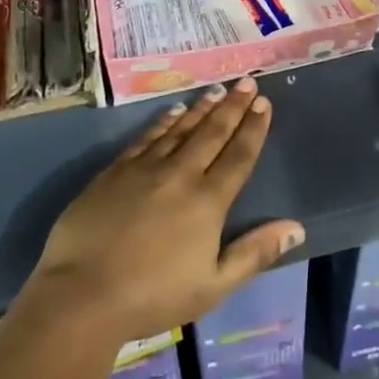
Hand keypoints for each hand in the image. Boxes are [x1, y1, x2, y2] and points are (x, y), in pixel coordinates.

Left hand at [28, 78, 304, 344]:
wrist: (82, 295)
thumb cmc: (154, 296)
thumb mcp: (214, 286)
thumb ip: (255, 253)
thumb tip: (296, 226)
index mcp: (208, 201)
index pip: (238, 156)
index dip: (253, 128)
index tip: (264, 103)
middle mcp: (181, 174)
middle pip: (212, 133)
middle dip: (232, 106)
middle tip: (246, 82)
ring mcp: (145, 169)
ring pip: (181, 129)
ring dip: (202, 108)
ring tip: (217, 90)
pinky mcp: (115, 171)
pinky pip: (147, 137)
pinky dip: (164, 121)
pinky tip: (173, 111)